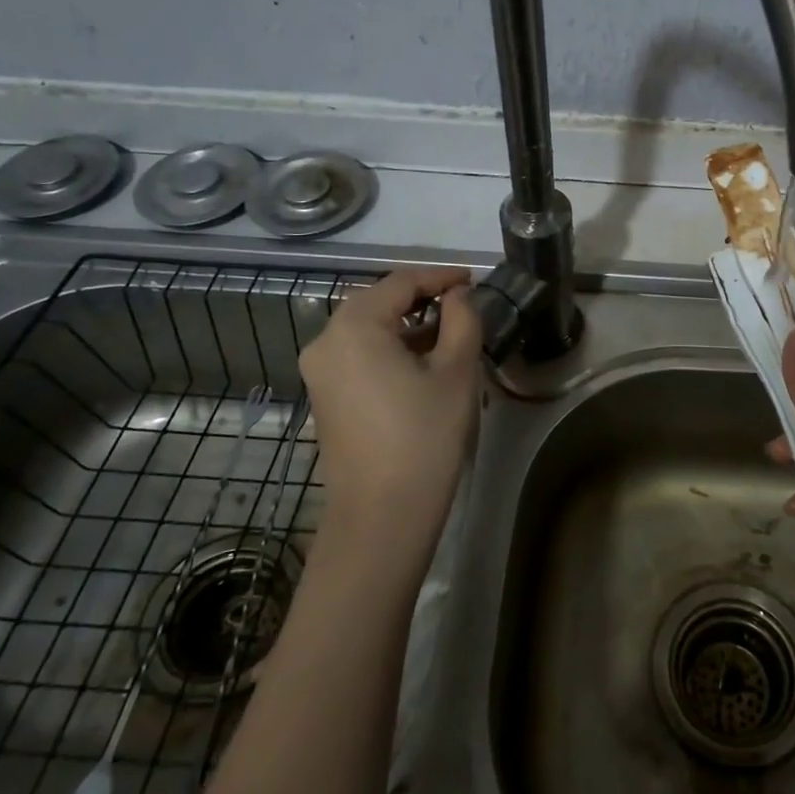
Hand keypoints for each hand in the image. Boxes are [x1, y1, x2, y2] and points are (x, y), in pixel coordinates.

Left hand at [297, 267, 482, 571]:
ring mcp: (320, 372)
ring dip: (408, 325)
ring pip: (368, 329)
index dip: (441, 276)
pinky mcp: (325, 397)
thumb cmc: (424, 437)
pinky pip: (359, 355)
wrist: (382, 517)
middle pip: (379, 302)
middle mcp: (326, 341)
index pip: (401, 282)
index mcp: (354, 326)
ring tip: (451, 333)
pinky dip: (391, 348)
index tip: (474, 279)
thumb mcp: (457, 371)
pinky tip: (423, 362)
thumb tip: (457, 297)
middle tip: (464, 303)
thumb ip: (462, 319)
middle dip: (423, 298)